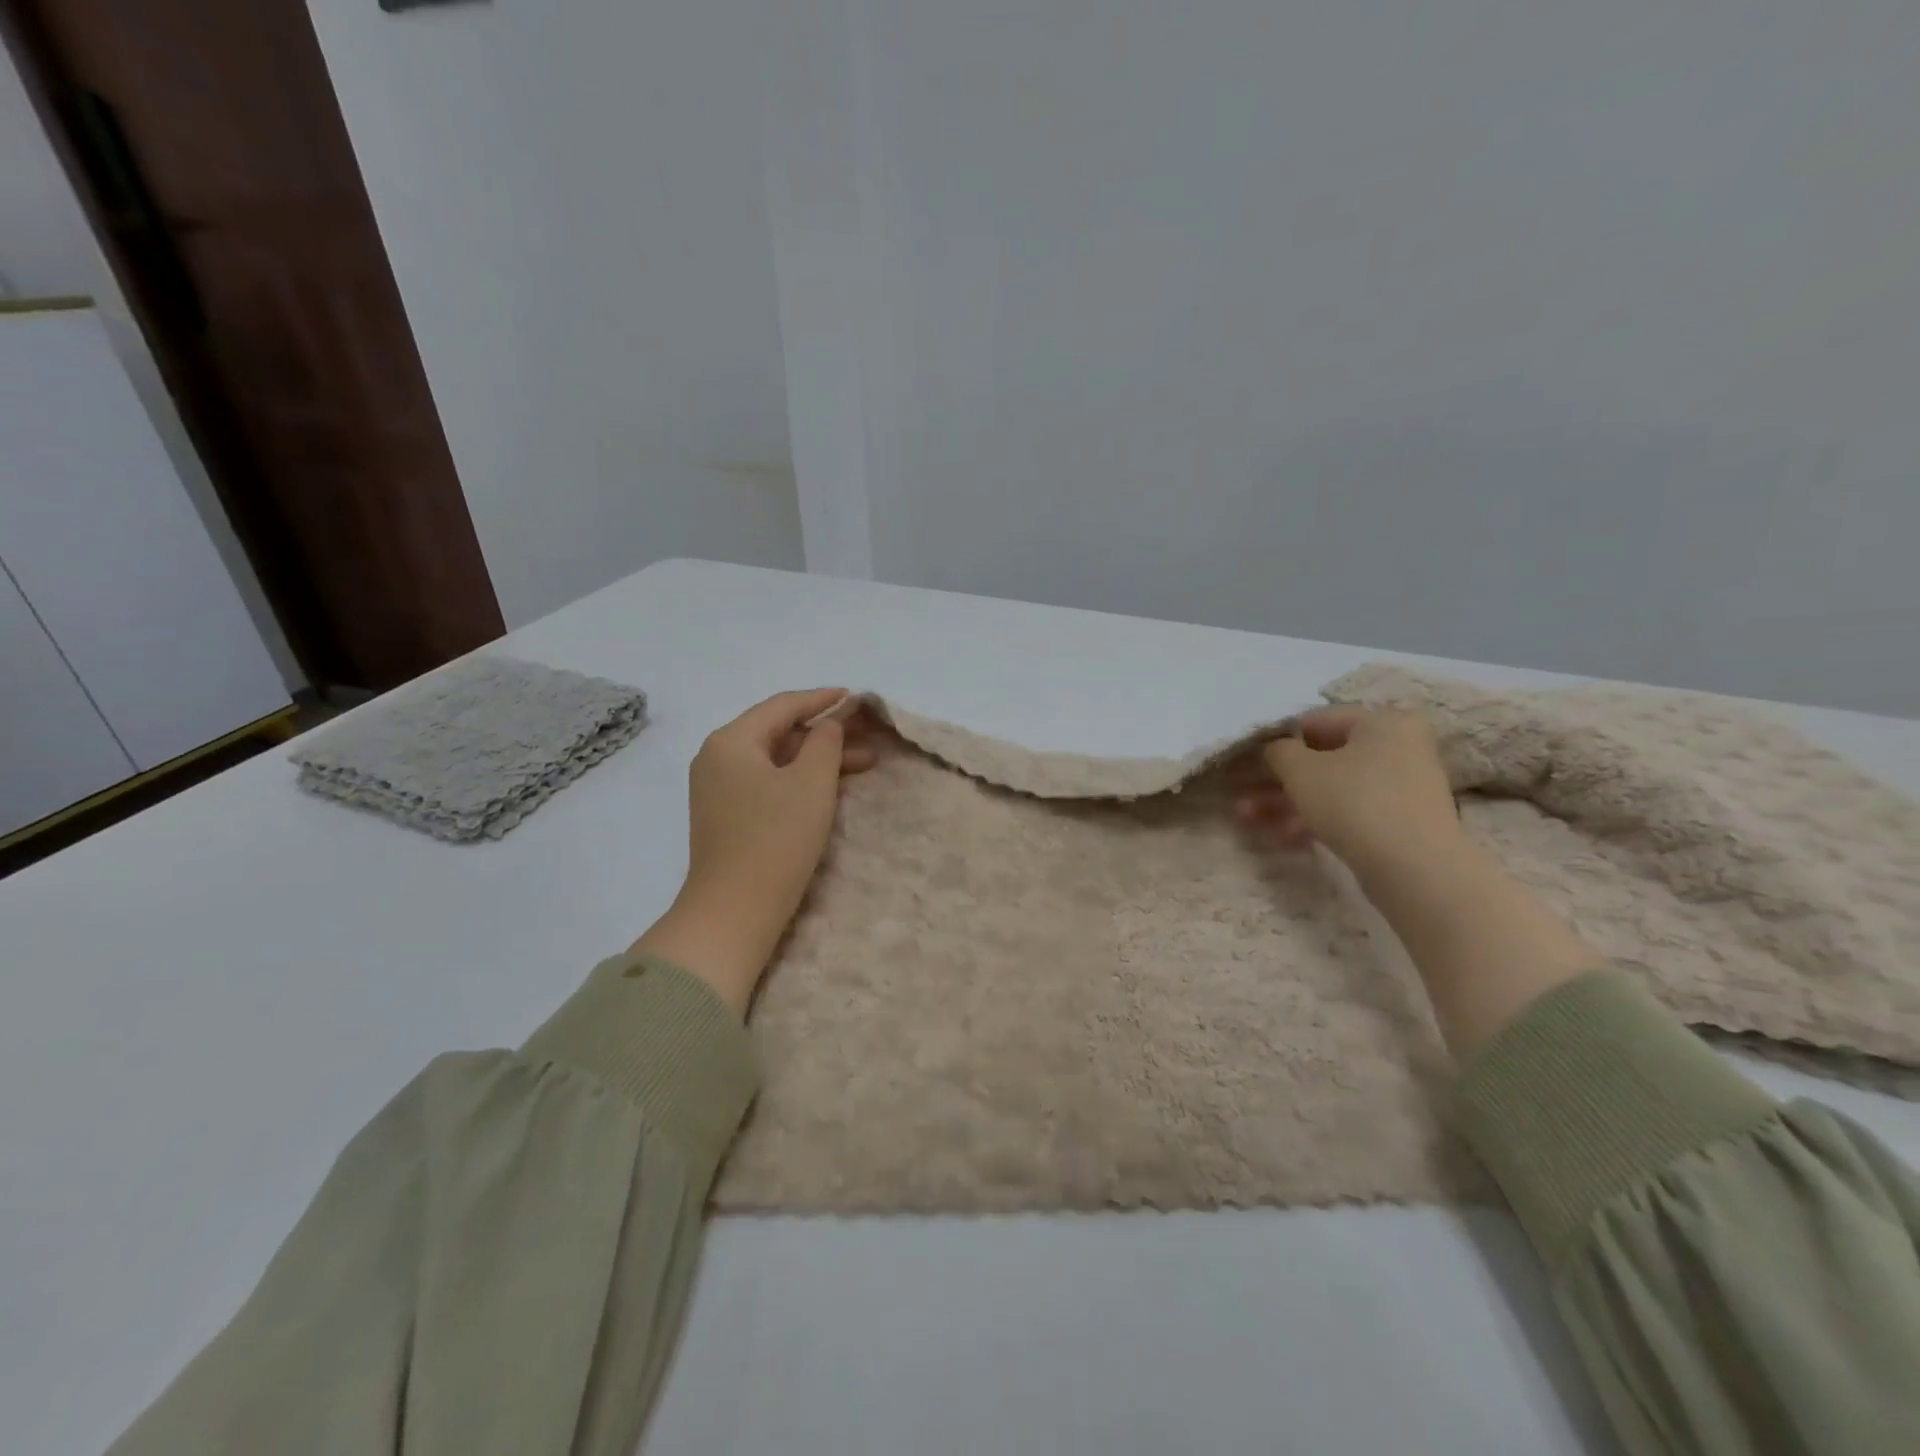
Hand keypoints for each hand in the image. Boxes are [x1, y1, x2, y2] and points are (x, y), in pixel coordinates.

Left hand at [635, 688, 874, 1013]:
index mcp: (731, 741)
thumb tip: (828, 725)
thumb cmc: (776, 839)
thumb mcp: (811, 783)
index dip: (822, 699)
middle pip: (778, 732)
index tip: (854, 697)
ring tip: (864, 765)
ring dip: (817, 759)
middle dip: (826, 734)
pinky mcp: (726, 816)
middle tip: (867, 737)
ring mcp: (718, 789)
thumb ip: (825, 743)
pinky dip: (799, 781)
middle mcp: (717, 758)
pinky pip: (767, 783)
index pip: (782, 706)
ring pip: (776, 760)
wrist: (733, 912)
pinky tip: (830, 788)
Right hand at [1235, 706, 1461, 882]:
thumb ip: (1279, 751)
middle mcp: (1399, 747)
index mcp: (1382, 722)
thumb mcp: (1300, 769)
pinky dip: (1314, 819)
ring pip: (1331, 788)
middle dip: (1275, 779)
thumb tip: (1277, 750)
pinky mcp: (1400, 822)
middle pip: (1322, 758)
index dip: (1275, 740)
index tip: (1246, 761)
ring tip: (1247, 820)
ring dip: (1286, 802)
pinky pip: (1348, 811)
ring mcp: (1402, 786)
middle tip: (1240, 795)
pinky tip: (1283, 837)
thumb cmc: (1355, 802)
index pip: (1316, 721)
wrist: (1415, 870)